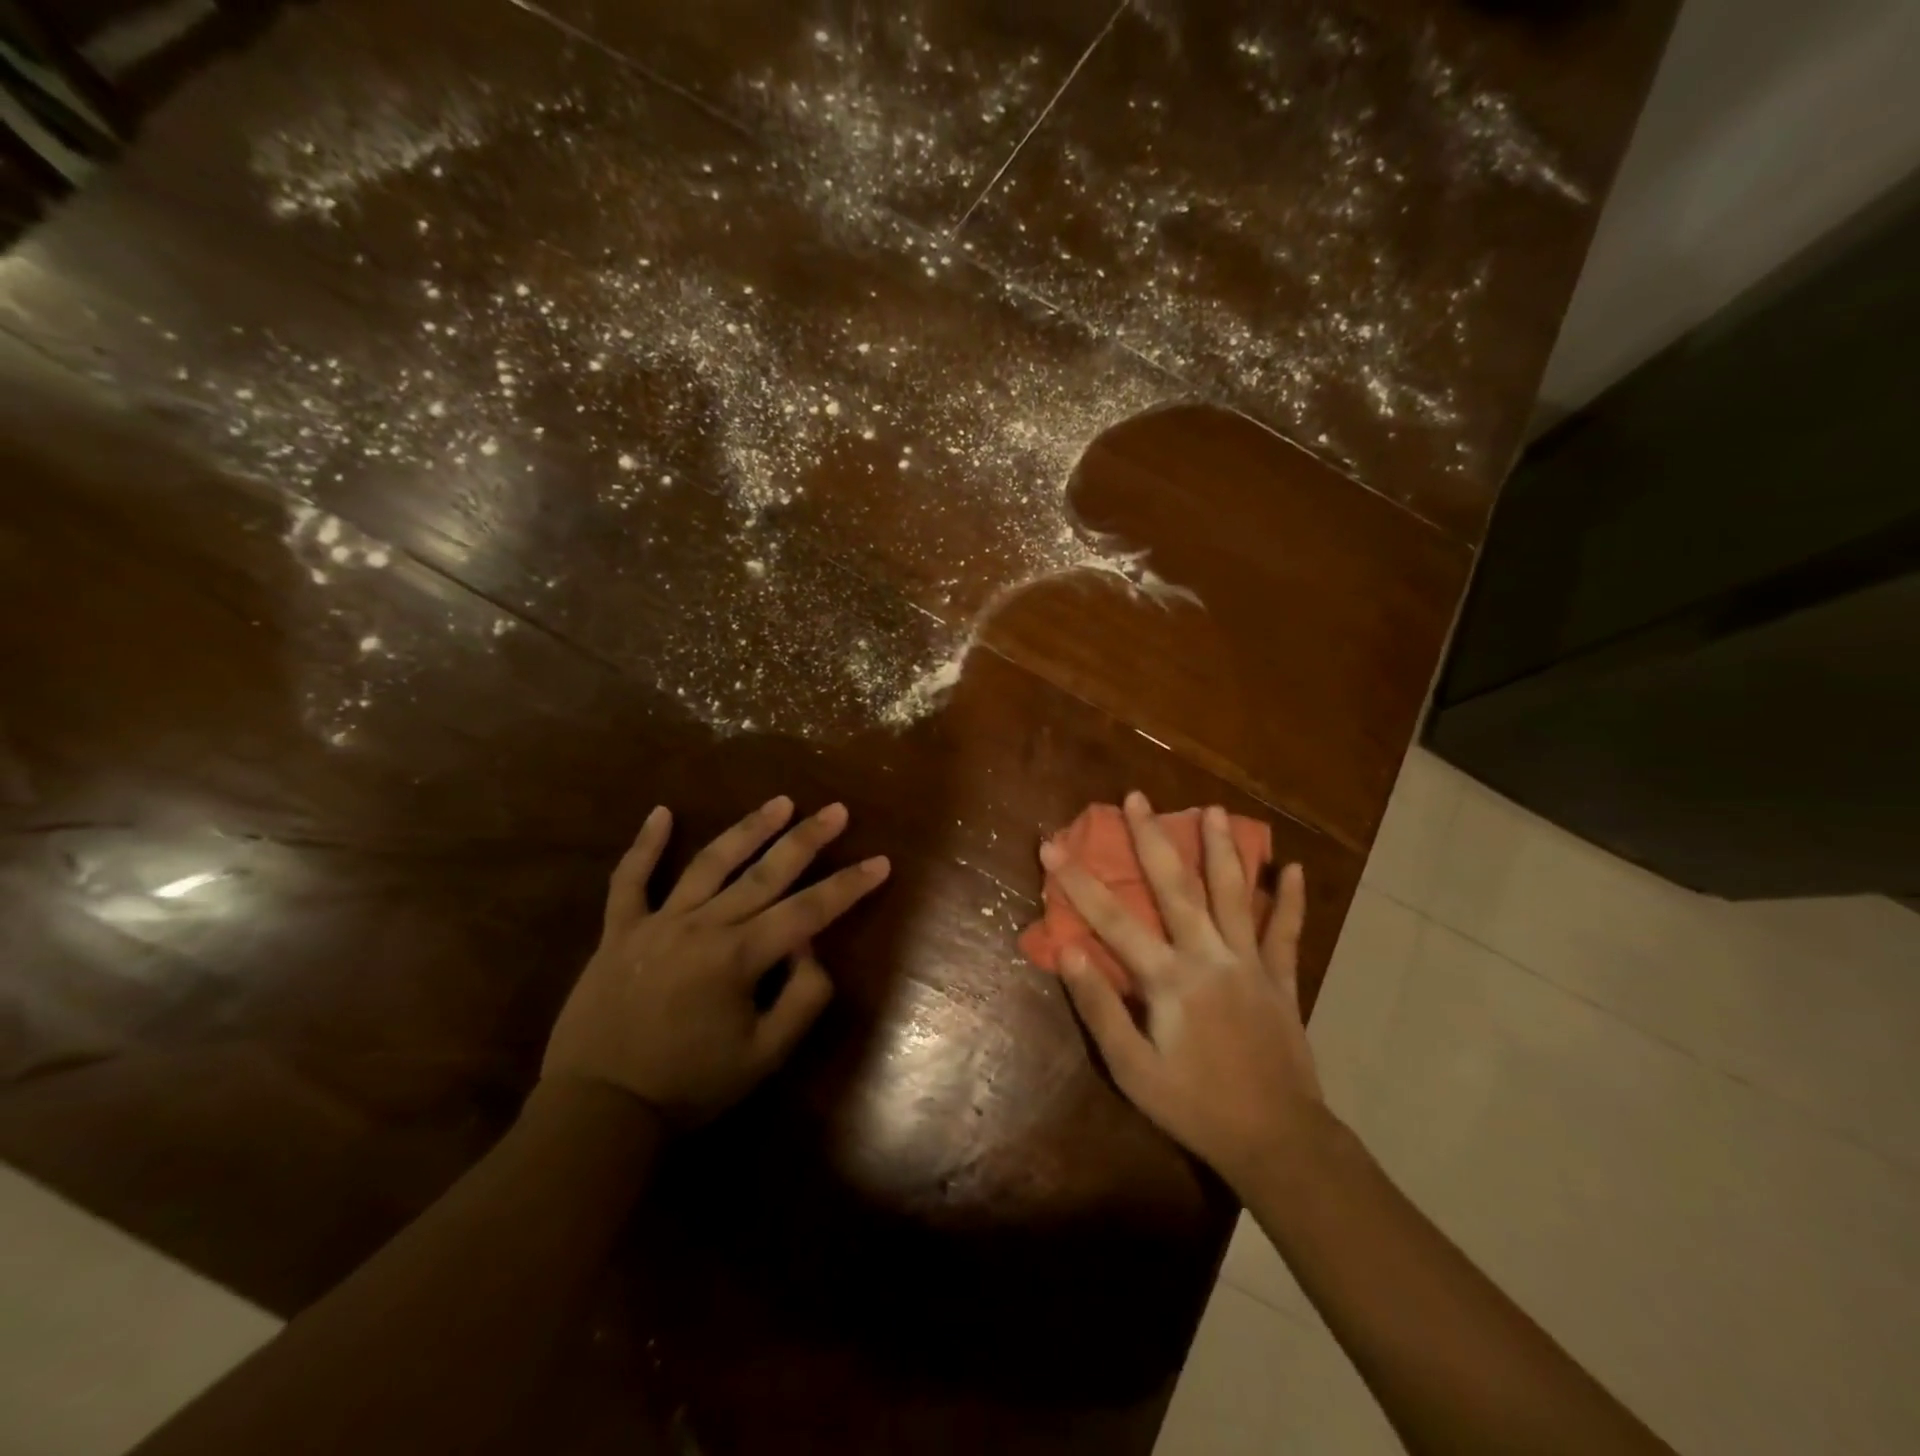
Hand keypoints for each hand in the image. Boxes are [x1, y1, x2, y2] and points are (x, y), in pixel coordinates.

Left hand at [543, 798, 890, 1125]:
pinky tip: (661, 811)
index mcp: (739, 957)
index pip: (809, 911)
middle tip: (836, 809)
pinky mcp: (619, 930)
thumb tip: (809, 948)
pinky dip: (644, 845)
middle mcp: (703, 926)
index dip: (849, 886)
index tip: (880, 861)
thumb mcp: (765, 1057)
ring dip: (748, 829)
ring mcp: (657, 922)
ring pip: (710, 863)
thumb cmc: (690, 1086)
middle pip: (766, 873)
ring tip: (780, 802)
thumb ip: (802, 998)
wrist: (599, 1110)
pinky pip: (629, 880)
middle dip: (807, 839)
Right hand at [1047, 792, 1322, 1190]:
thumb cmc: (1194, 1106)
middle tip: (1137, 797)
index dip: (1077, 881)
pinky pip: (1287, 932)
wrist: (1277, 1140)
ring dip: (1221, 849)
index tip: (1051, 845)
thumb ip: (1099, 1007)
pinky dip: (1291, 900)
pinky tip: (1294, 868)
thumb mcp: (1132, 1069)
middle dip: (1151, 839)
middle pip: (1176, 887)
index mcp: (1169, 979)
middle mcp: (1209, 957)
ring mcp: (1250, 964)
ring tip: (1212, 809)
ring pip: (1234, 895)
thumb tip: (1067, 951)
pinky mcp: (1281, 979)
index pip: (1112, 919)